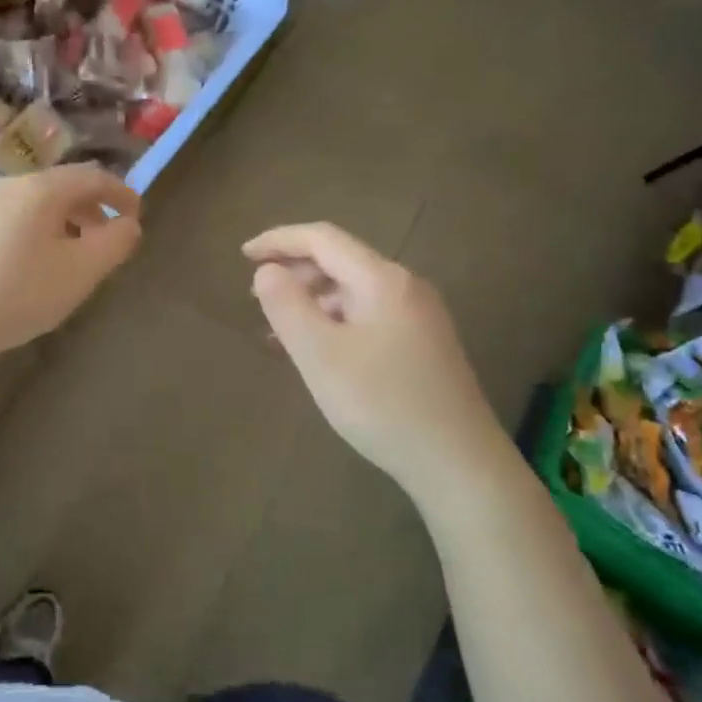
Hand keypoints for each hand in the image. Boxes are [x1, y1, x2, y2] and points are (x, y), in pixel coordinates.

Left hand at [0, 165, 141, 365]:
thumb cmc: (19, 293)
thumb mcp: (81, 272)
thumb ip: (115, 243)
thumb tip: (129, 224)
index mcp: (41, 188)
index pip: (93, 176)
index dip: (121, 193)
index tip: (137, 216)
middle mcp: (7, 186)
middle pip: (61, 187)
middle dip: (91, 210)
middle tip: (106, 241)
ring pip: (33, 205)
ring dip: (62, 223)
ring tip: (70, 257)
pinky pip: (9, 220)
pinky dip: (33, 233)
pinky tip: (29, 267)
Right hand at [244, 223, 493, 490]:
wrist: (458, 462)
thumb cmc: (382, 403)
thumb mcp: (320, 355)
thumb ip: (287, 306)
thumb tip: (267, 271)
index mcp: (382, 279)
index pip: (323, 239)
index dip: (279, 241)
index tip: (243, 255)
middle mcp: (405, 287)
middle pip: (341, 261)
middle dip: (295, 272)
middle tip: (256, 296)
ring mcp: (418, 317)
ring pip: (353, 292)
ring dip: (312, 301)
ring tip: (278, 329)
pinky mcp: (423, 345)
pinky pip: (367, 317)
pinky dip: (334, 323)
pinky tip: (317, 351)